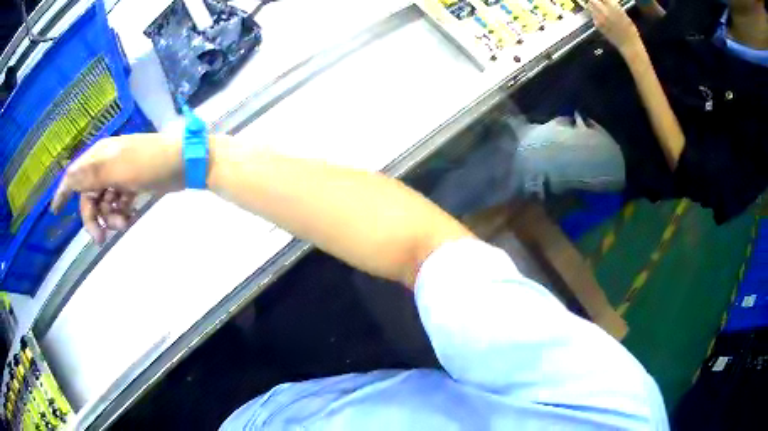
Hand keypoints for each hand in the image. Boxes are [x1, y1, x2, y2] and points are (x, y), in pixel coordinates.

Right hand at [51, 134, 183, 243]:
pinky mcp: (132, 185)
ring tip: (124, 223)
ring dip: (110, 217)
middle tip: (101, 239)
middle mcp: (107, 164)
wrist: (184, 163)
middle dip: (93, 218)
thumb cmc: (149, 163)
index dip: (63, 191)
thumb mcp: (117, 170)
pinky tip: (129, 218)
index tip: (54, 211)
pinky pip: (118, 204)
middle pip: (89, 196)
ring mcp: (120, 175)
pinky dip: (120, 213)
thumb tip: (67, 178)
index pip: (75, 174)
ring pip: (104, 203)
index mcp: (100, 156)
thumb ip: (91, 175)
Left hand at [587, 0, 640, 52]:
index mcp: (612, 7)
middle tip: (600, 3)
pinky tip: (603, 19)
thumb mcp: (623, 13)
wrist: (629, 45)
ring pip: (591, 7)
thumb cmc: (630, 30)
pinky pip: (593, 16)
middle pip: (592, 0)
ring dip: (594, 7)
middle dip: (595, 1)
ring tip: (602, 10)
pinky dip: (596, 14)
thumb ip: (614, 5)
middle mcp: (603, 11)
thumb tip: (608, 1)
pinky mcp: (597, 25)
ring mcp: (599, 18)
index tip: (604, 1)